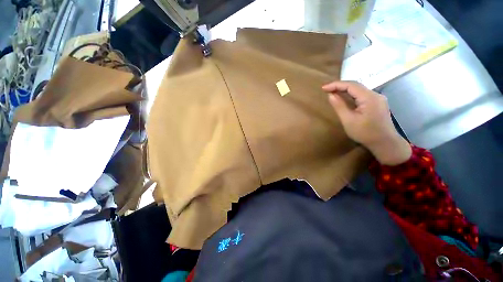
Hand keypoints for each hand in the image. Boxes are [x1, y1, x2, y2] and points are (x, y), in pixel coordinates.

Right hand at [322, 81, 411, 164]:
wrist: (385, 143)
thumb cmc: (365, 133)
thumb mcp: (348, 120)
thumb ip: (339, 106)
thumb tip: (330, 95)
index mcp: (369, 98)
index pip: (351, 85)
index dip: (336, 85)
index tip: (323, 88)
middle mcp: (375, 94)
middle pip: (356, 85)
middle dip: (340, 86)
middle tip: (326, 89)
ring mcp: (378, 98)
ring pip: (359, 90)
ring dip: (345, 90)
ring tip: (332, 92)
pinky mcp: (377, 103)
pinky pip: (362, 95)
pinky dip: (351, 95)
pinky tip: (345, 98)